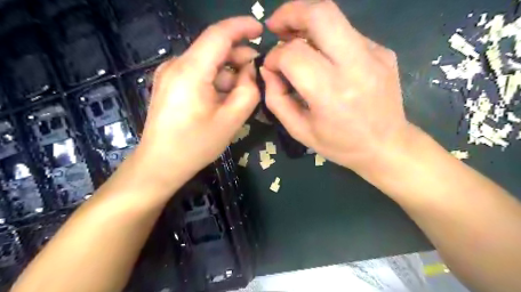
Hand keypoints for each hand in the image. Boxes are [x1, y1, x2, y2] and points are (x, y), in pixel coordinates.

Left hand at [133, 16, 262, 189]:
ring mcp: (169, 74)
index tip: (261, 29)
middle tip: (257, 74)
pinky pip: (198, 73)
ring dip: (228, 73)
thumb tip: (250, 70)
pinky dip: (215, 80)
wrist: (160, 164)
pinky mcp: (169, 84)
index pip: (219, 34)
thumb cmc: (196, 145)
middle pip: (213, 49)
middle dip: (238, 57)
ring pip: (207, 62)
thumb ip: (248, 90)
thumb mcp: (232, 120)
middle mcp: (176, 65)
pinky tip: (223, 99)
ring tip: (241, 94)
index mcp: (191, 71)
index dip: (242, 27)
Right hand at [265, 0, 411, 175]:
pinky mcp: (383, 52)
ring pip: (335, 18)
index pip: (294, 54)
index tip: (271, 67)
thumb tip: (268, 70)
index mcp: (331, 93)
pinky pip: (347, 34)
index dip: (275, 56)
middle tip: (276, 26)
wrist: (387, 146)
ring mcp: (374, 55)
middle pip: (321, 14)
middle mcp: (356, 66)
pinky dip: (327, 39)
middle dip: (291, 13)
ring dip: (307, 22)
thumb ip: (276, 99)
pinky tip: (324, 58)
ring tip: (294, 38)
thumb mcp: (300, 130)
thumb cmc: (340, 145)